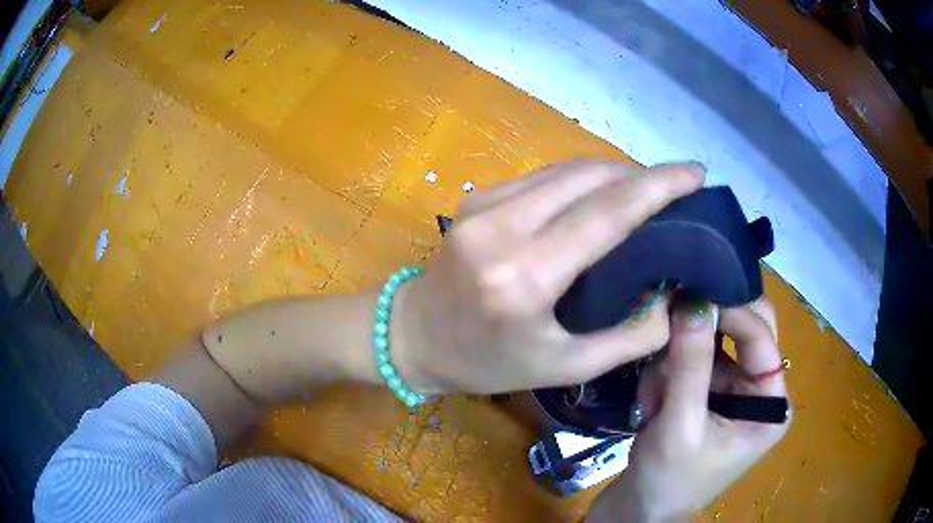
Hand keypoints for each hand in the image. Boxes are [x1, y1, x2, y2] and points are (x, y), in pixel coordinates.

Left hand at [391, 160, 704, 393]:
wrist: (414, 336)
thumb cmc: (487, 362)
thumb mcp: (564, 367)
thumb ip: (629, 338)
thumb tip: (673, 299)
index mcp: (525, 276)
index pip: (607, 212)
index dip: (658, 186)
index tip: (695, 172)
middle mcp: (502, 227)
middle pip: (589, 177)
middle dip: (640, 175)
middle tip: (676, 188)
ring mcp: (484, 204)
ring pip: (567, 170)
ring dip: (613, 173)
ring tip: (646, 192)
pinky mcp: (477, 197)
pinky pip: (544, 177)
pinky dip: (581, 180)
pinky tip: (601, 196)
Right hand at [588, 298, 789, 521]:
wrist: (638, 512)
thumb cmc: (667, 480)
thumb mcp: (680, 425)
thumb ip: (690, 364)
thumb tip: (692, 299)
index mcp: (771, 406)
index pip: (761, 338)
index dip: (730, 310)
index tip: (691, 290)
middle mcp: (760, 392)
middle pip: (745, 333)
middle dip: (707, 333)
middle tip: (673, 323)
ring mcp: (735, 393)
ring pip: (713, 344)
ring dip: (678, 361)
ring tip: (652, 398)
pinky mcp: (711, 396)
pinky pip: (695, 362)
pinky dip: (669, 374)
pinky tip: (652, 403)